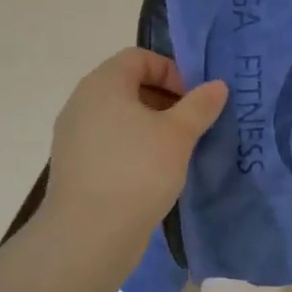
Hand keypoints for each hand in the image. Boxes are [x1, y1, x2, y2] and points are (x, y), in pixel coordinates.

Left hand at [42, 49, 227, 238]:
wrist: (89, 234)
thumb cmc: (137, 171)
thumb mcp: (178, 135)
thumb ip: (199, 106)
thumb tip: (217, 86)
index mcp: (103, 84)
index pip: (138, 57)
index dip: (171, 71)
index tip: (193, 99)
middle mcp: (82, 103)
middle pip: (128, 85)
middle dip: (164, 99)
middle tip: (191, 125)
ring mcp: (74, 136)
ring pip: (119, 117)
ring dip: (150, 126)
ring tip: (176, 151)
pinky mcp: (75, 166)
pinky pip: (109, 143)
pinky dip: (133, 148)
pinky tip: (153, 173)